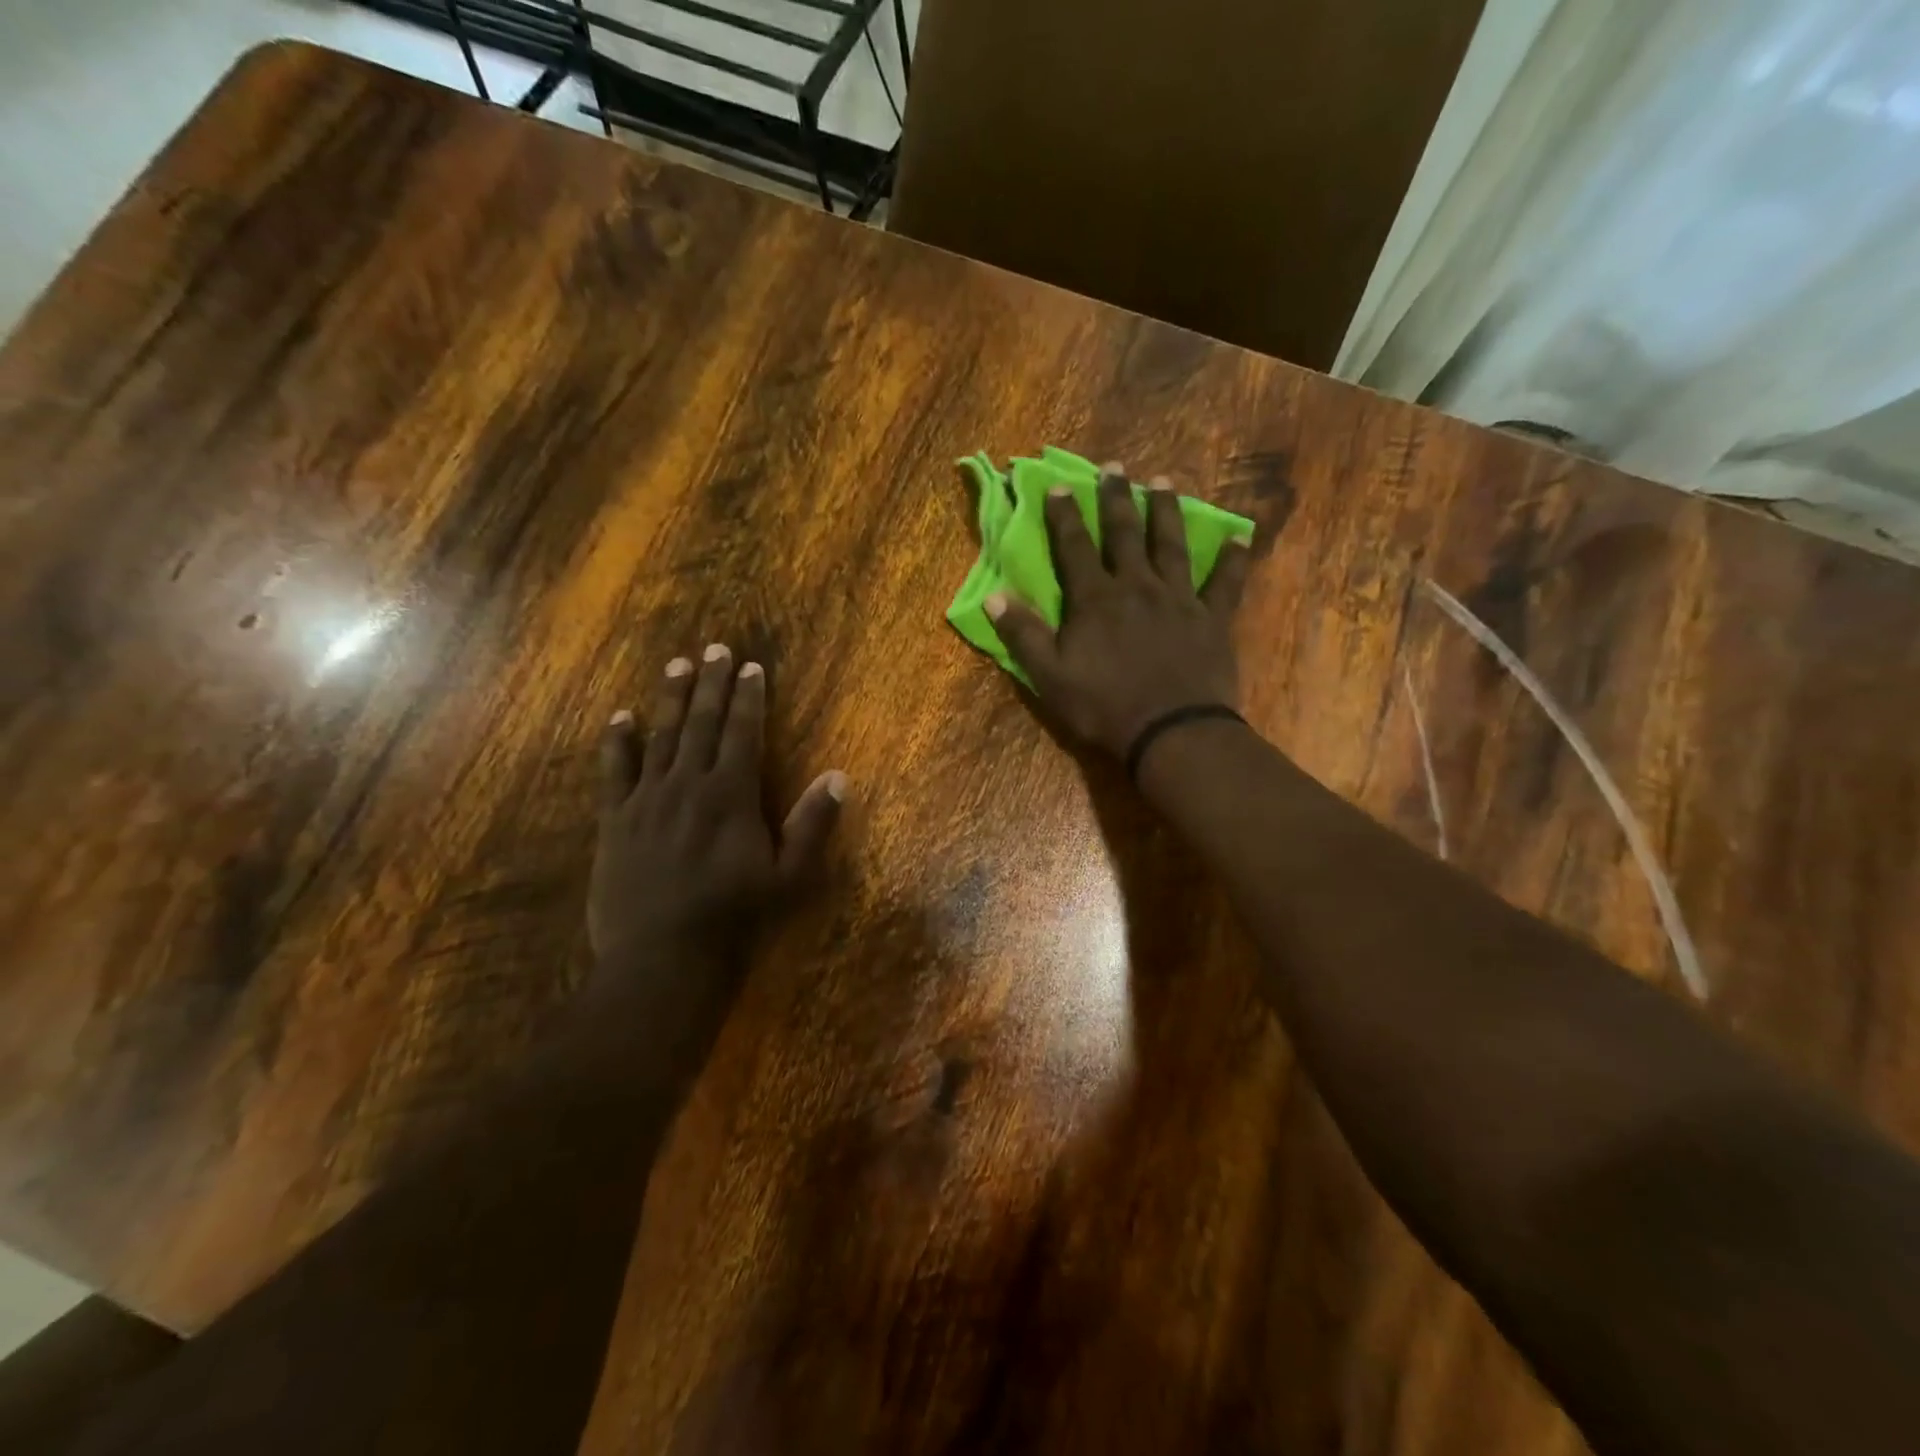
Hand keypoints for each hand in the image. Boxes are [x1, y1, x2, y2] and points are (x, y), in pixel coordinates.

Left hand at [589, 644, 846, 979]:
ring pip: (661, 735)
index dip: (749, 697)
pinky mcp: (615, 820)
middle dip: (712, 683)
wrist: (661, 956)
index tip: (751, 666)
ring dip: (670, 698)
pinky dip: (617, 741)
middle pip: (702, 722)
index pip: (743, 731)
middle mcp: (688, 784)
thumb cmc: (734, 916)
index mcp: (731, 794)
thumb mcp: (788, 875)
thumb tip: (839, 776)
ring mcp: (647, 799)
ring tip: (677, 664)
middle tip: (715, 647)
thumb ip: (812, 824)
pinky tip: (620, 717)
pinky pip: (614, 771)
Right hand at [985, 464, 1251, 758]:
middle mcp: (1137, 586)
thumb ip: (1022, 635)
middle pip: (1125, 534)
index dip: (1065, 516)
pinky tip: (1239, 536)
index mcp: (1095, 599)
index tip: (1058, 485)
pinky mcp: (1212, 618)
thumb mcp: (1049, 676)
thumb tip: (994, 596)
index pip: (1075, 548)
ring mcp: (1179, 599)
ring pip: (1171, 545)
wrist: (1171, 731)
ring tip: (1163, 482)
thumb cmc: (1104, 706)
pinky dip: (1232, 559)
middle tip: (1114, 467)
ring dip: (1166, 512)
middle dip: (1116, 499)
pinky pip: (1225, 582)